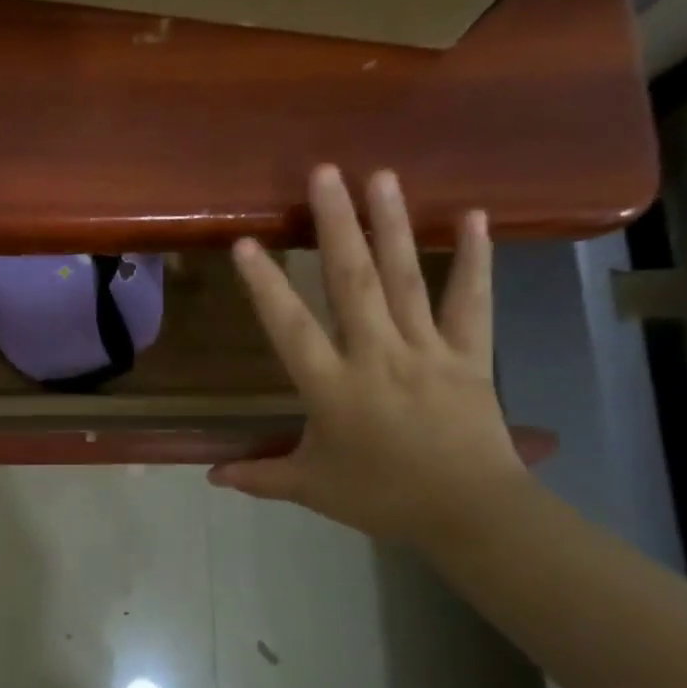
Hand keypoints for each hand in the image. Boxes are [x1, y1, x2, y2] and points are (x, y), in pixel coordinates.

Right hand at [210, 166, 532, 547]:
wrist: (472, 514)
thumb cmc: (383, 497)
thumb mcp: (311, 487)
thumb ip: (259, 476)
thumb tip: (210, 478)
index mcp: (332, 387)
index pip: (290, 328)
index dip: (266, 286)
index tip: (246, 243)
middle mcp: (377, 356)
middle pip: (353, 283)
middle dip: (336, 226)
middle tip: (325, 173)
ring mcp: (426, 351)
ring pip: (406, 281)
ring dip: (392, 225)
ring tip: (381, 176)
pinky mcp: (470, 355)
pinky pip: (472, 302)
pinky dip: (475, 259)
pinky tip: (473, 216)